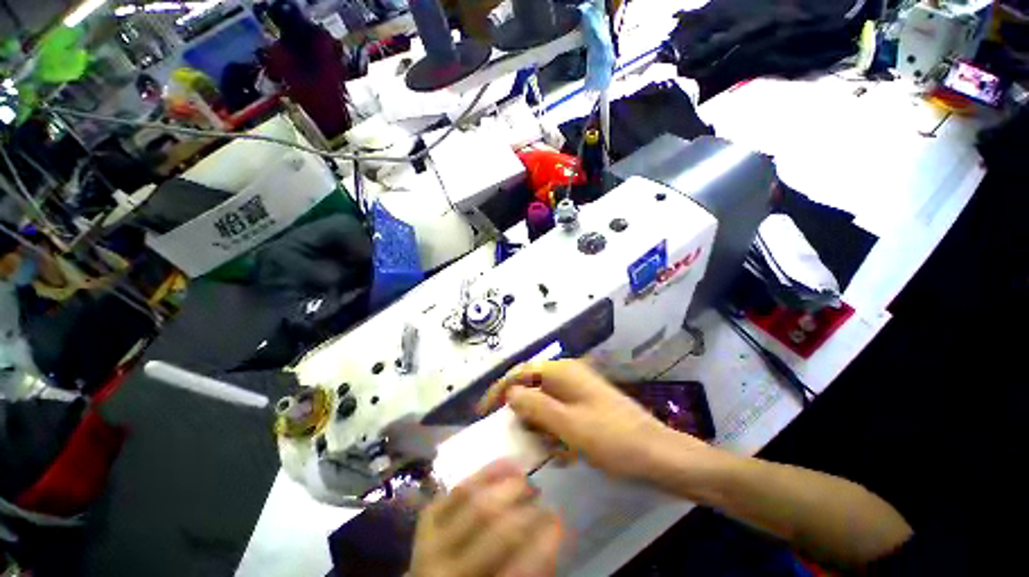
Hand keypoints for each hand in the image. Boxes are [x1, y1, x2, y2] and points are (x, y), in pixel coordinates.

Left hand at [411, 460, 562, 576]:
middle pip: (493, 528)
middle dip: (524, 509)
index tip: (559, 520)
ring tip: (525, 480)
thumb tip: (555, 528)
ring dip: (506, 484)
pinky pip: (459, 487)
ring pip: (474, 499)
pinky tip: (507, 465)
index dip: (542, 543)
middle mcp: (445, 570)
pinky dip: (486, 472)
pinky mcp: (428, 517)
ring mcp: (432, 540)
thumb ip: (532, 567)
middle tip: (540, 497)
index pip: (515, 570)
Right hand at [478, 360, 708, 480]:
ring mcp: (577, 390)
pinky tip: (565, 452)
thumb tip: (509, 393)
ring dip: (540, 428)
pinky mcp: (584, 405)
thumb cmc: (611, 439)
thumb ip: (534, 406)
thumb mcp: (567, 425)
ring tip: (550, 451)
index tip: (482, 414)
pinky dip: (555, 432)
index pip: (519, 373)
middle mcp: (567, 375)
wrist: (657, 456)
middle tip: (520, 440)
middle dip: (523, 415)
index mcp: (562, 371)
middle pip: (531, 389)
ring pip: (544, 405)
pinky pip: (559, 415)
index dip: (498, 391)